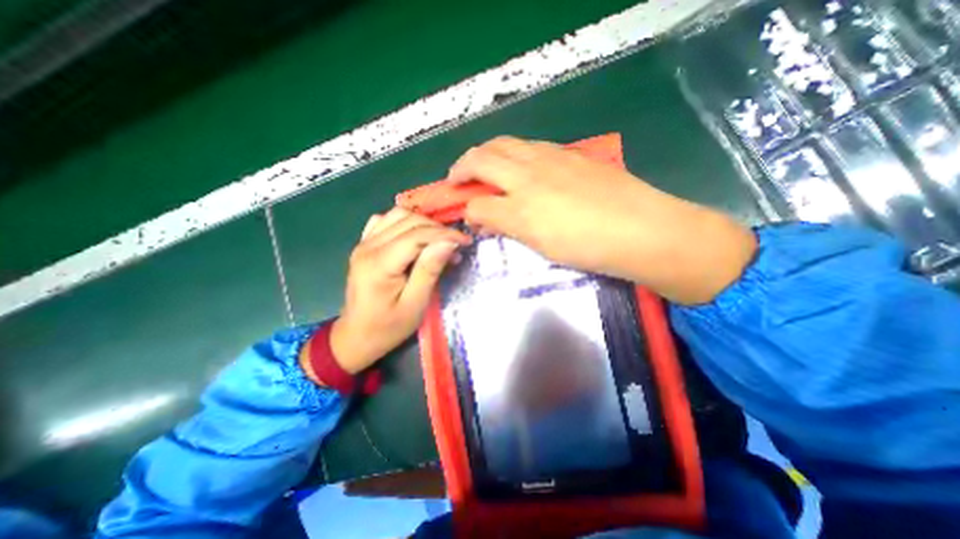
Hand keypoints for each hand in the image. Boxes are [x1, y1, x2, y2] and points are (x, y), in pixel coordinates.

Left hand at [329, 209, 470, 372]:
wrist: (355, 336)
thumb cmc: (388, 327)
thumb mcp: (415, 304)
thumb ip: (429, 271)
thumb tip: (448, 243)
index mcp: (379, 264)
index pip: (417, 235)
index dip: (445, 234)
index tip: (466, 241)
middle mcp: (368, 247)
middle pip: (408, 220)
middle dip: (438, 228)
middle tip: (456, 245)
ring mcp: (363, 243)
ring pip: (398, 215)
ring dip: (423, 223)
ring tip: (439, 240)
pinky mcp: (364, 244)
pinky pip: (385, 220)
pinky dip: (405, 222)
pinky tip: (415, 235)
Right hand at [451, 135, 758, 302]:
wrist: (642, 230)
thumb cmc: (589, 247)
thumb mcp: (541, 246)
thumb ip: (508, 228)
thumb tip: (487, 219)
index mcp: (520, 206)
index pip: (477, 203)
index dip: (467, 211)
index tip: (467, 217)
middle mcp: (529, 174)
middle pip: (481, 158)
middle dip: (461, 167)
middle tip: (456, 179)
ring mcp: (550, 158)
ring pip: (504, 143)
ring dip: (485, 153)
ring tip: (481, 167)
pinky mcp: (569, 154)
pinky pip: (529, 145)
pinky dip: (512, 152)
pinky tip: (518, 166)